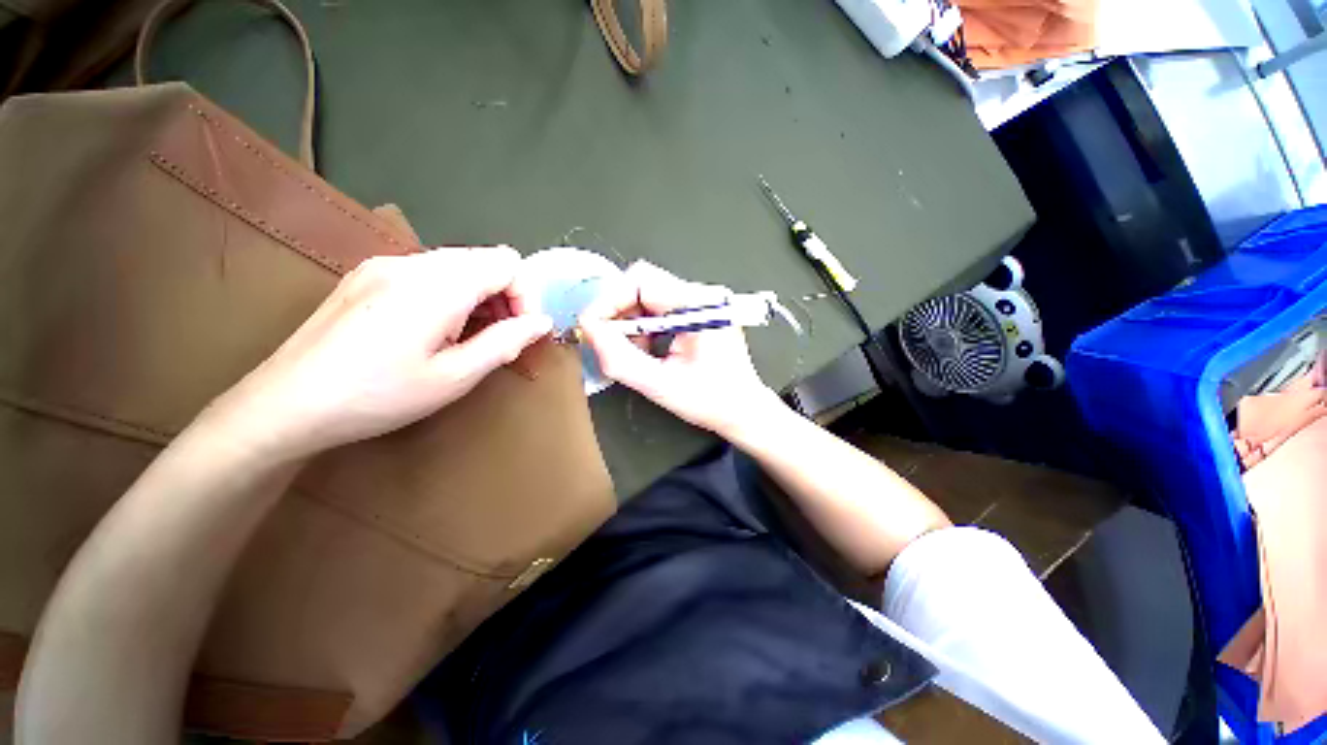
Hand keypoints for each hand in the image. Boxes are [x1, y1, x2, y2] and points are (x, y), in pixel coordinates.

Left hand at [203, 247, 551, 461]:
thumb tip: (542, 322)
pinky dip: (450, 295)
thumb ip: (506, 342)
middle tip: (499, 339)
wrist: (285, 405)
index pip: (507, 263)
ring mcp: (383, 265)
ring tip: (468, 339)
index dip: (526, 296)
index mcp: (437, 284)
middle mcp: (411, 261)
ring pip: (457, 265)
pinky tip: (434, 330)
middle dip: (505, 297)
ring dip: (478, 297)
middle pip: (483, 259)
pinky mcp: (366, 276)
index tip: (522, 333)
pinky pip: (428, 272)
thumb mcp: (454, 377)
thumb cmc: (378, 396)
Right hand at [580, 261, 783, 436]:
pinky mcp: (701, 310)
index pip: (641, 281)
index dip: (609, 301)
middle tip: (608, 341)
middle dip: (618, 311)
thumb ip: (619, 358)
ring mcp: (703, 301)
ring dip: (631, 319)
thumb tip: (589, 330)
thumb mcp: (659, 385)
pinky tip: (647, 347)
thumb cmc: (710, 401)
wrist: (744, 410)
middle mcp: (704, 295)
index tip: (591, 327)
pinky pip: (660, 306)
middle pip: (643, 283)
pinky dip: (644, 324)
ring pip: (649, 294)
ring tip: (633, 350)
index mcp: (700, 306)